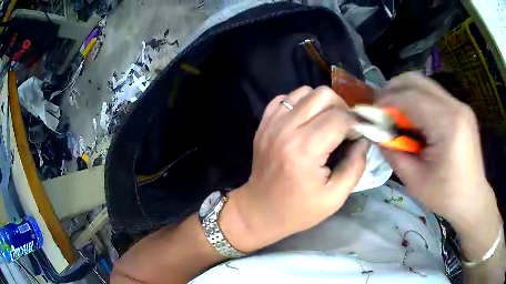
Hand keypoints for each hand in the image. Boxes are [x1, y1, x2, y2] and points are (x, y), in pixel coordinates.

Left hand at [222, 86, 368, 252]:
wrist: (260, 210)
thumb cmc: (298, 210)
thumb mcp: (335, 197)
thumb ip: (355, 166)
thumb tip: (364, 139)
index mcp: (305, 150)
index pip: (340, 118)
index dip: (356, 124)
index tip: (359, 135)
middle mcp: (287, 129)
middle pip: (323, 95)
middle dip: (342, 109)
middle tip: (345, 128)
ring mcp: (272, 123)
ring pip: (305, 91)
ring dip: (322, 103)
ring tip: (327, 123)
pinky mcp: (263, 123)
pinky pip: (285, 98)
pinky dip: (300, 103)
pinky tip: (305, 120)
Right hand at [377, 73, 501, 244]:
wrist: (472, 198)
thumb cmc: (445, 195)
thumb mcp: (414, 180)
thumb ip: (393, 152)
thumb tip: (376, 133)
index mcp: (447, 124)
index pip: (410, 98)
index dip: (386, 101)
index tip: (371, 112)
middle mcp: (456, 106)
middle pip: (417, 81)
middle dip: (393, 89)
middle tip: (381, 106)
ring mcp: (460, 105)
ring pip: (425, 84)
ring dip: (405, 93)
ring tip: (395, 112)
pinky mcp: (461, 109)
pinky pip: (434, 95)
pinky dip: (419, 101)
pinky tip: (415, 119)